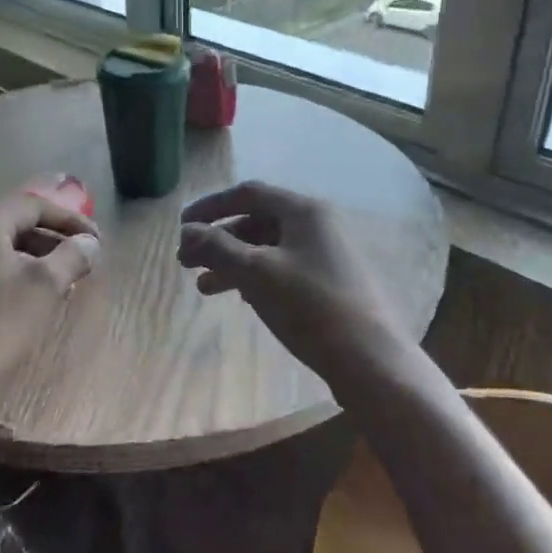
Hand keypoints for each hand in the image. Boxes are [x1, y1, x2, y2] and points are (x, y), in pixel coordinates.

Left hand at [0, 187, 100, 417]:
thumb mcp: (45, 286)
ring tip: (66, 281)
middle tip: (83, 259)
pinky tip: (35, 298)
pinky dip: (16, 274)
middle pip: (16, 224)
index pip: (32, 204)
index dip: (69, 218)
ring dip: (37, 258)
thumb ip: (72, 256)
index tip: (96, 239)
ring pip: (3, 249)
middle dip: (54, 239)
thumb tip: (89, 242)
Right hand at [178, 180, 411, 389]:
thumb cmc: (310, 306)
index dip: (211, 207)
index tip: (181, 226)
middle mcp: (318, 223)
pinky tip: (240, 297)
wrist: (370, 359)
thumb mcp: (256, 273)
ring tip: (204, 288)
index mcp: (304, 210)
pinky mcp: (330, 281)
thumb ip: (218, 248)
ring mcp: (327, 253)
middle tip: (186, 262)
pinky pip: (283, 267)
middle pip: (257, 220)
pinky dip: (255, 277)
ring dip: (233, 262)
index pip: (248, 193)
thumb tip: (187, 230)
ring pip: (268, 248)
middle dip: (219, 240)